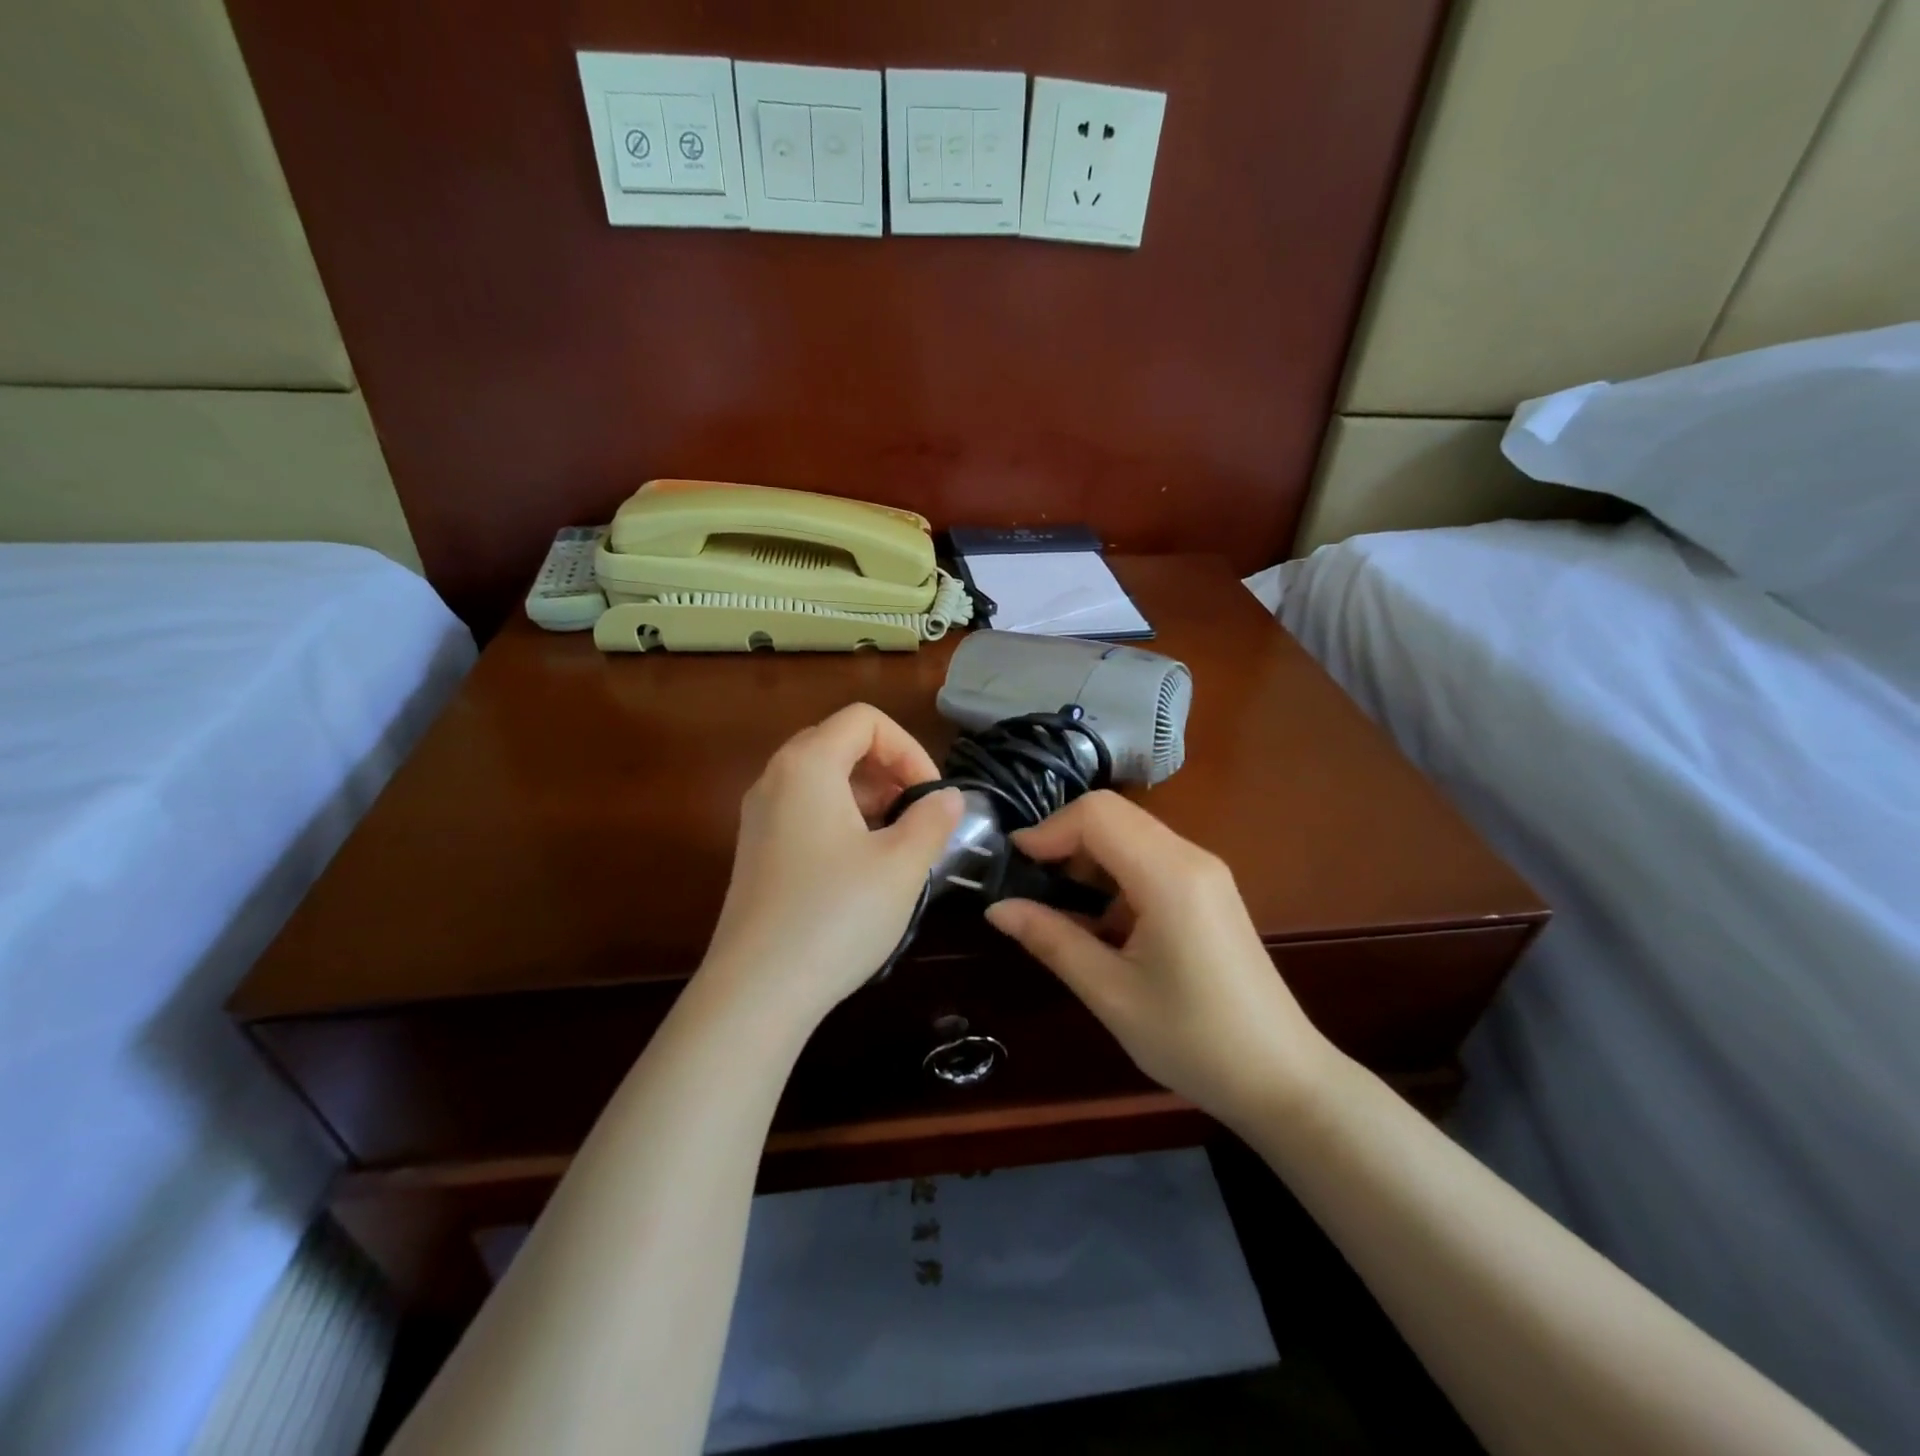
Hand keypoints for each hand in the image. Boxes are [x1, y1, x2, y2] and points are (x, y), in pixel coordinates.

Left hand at [700, 704, 960, 1026]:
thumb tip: (948, 798)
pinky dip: (841, 818)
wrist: (756, 991)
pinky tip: (863, 865)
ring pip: (822, 778)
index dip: (909, 748)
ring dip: (867, 795)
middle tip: (916, 813)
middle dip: (888, 768)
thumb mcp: (901, 865)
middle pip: (840, 742)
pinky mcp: (757, 850)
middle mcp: (775, 778)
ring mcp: (759, 815)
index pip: (865, 720)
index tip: (931, 795)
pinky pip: (805, 810)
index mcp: (808, 764)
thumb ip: (932, 819)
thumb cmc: (835, 916)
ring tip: (897, 841)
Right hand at [985, 791, 1337, 1127]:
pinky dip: (1114, 872)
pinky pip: (1150, 857)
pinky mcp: (1209, 890)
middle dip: (1064, 839)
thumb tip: (997, 908)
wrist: (1282, 1079)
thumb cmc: (1192, 1040)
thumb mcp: (1110, 992)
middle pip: (1114, 815)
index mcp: (1169, 876)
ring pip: (1131, 833)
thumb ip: (1051, 939)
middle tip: (1030, 884)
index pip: (1097, 814)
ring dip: (1088, 856)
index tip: (1014, 866)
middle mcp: (1191, 857)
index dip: (1048, 830)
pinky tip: (1100, 919)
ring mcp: (1205, 872)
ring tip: (1058, 905)